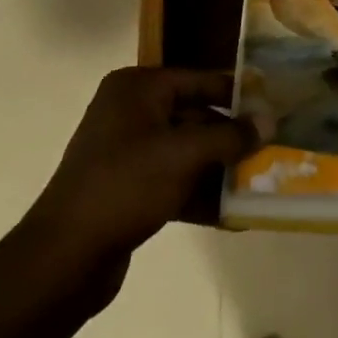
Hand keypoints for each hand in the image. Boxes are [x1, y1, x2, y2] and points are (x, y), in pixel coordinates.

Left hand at [24, 68, 254, 300]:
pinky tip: (232, 214)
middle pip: (194, 115)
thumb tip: (270, 120)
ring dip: (219, 168)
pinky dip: (199, 193)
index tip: (273, 106)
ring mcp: (126, 151)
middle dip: (231, 137)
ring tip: (260, 182)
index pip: (199, 80)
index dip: (237, 93)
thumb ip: (230, 136)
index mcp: (137, 88)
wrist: (64, 257)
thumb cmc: (126, 185)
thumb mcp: (184, 154)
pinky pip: (172, 180)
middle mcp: (130, 111)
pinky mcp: (127, 188)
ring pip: (185, 151)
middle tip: (271, 148)